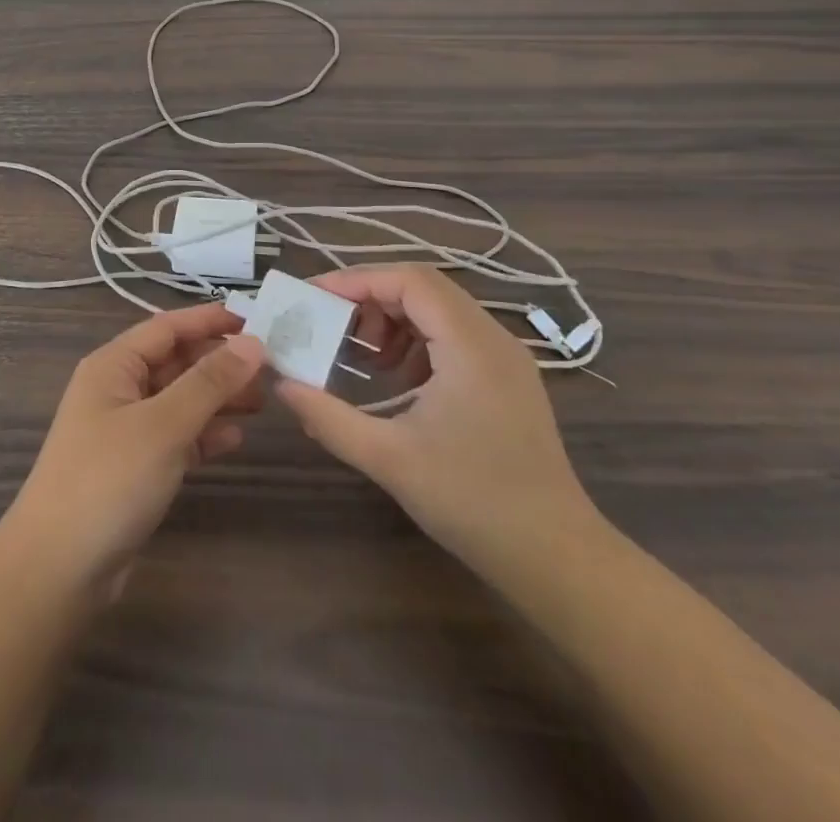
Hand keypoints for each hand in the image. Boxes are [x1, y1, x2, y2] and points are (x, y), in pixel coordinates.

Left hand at [3, 304, 266, 595]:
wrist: (58, 569)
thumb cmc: (109, 480)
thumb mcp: (163, 425)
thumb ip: (209, 382)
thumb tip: (253, 342)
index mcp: (113, 366)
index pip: (168, 327)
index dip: (210, 320)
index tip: (258, 319)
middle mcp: (117, 390)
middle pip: (175, 362)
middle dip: (219, 362)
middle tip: (270, 367)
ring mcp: (124, 430)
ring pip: (178, 400)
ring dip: (216, 398)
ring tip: (262, 402)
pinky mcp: (133, 468)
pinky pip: (175, 437)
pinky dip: (203, 435)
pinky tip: (235, 439)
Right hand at [276, 264, 600, 575]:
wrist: (557, 558)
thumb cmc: (472, 501)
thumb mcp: (388, 458)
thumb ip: (328, 416)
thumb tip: (282, 384)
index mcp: (470, 345)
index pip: (410, 281)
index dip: (357, 280)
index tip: (314, 299)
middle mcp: (493, 338)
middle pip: (423, 289)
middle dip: (370, 300)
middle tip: (331, 327)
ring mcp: (505, 359)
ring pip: (438, 310)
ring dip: (393, 321)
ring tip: (361, 357)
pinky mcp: (507, 379)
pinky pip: (453, 337)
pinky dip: (416, 343)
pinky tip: (396, 380)